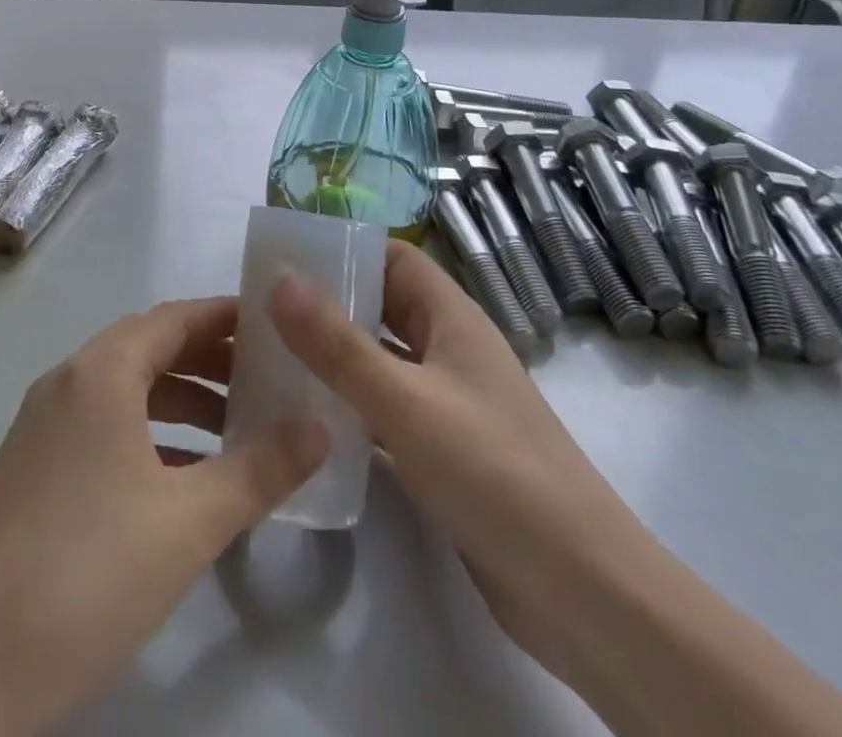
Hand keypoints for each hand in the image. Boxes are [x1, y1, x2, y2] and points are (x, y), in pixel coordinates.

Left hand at [0, 298, 327, 736]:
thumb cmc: (86, 575)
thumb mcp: (187, 523)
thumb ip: (260, 469)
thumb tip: (320, 427)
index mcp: (101, 372)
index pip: (174, 318)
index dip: (226, 316)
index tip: (276, 324)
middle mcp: (69, 381)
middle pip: (151, 347)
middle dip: (210, 358)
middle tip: (268, 377)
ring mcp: (45, 423)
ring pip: (127, 388)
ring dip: (182, 398)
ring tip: (239, 428)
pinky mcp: (34, 465)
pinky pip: (105, 424)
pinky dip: (150, 432)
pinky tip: (185, 475)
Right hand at [272, 243, 841, 736]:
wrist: (583, 594)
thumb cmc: (496, 474)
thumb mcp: (407, 403)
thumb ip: (339, 344)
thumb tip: (279, 278)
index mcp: (452, 318)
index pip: (393, 257)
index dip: (344, 247)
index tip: (284, 252)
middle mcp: (448, 350)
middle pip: (381, 305)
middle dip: (326, 301)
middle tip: (259, 305)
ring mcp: (446, 401)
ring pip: (378, 359)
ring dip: (331, 354)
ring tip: (266, 353)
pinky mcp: (439, 450)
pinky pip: (382, 408)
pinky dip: (346, 404)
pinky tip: (303, 416)